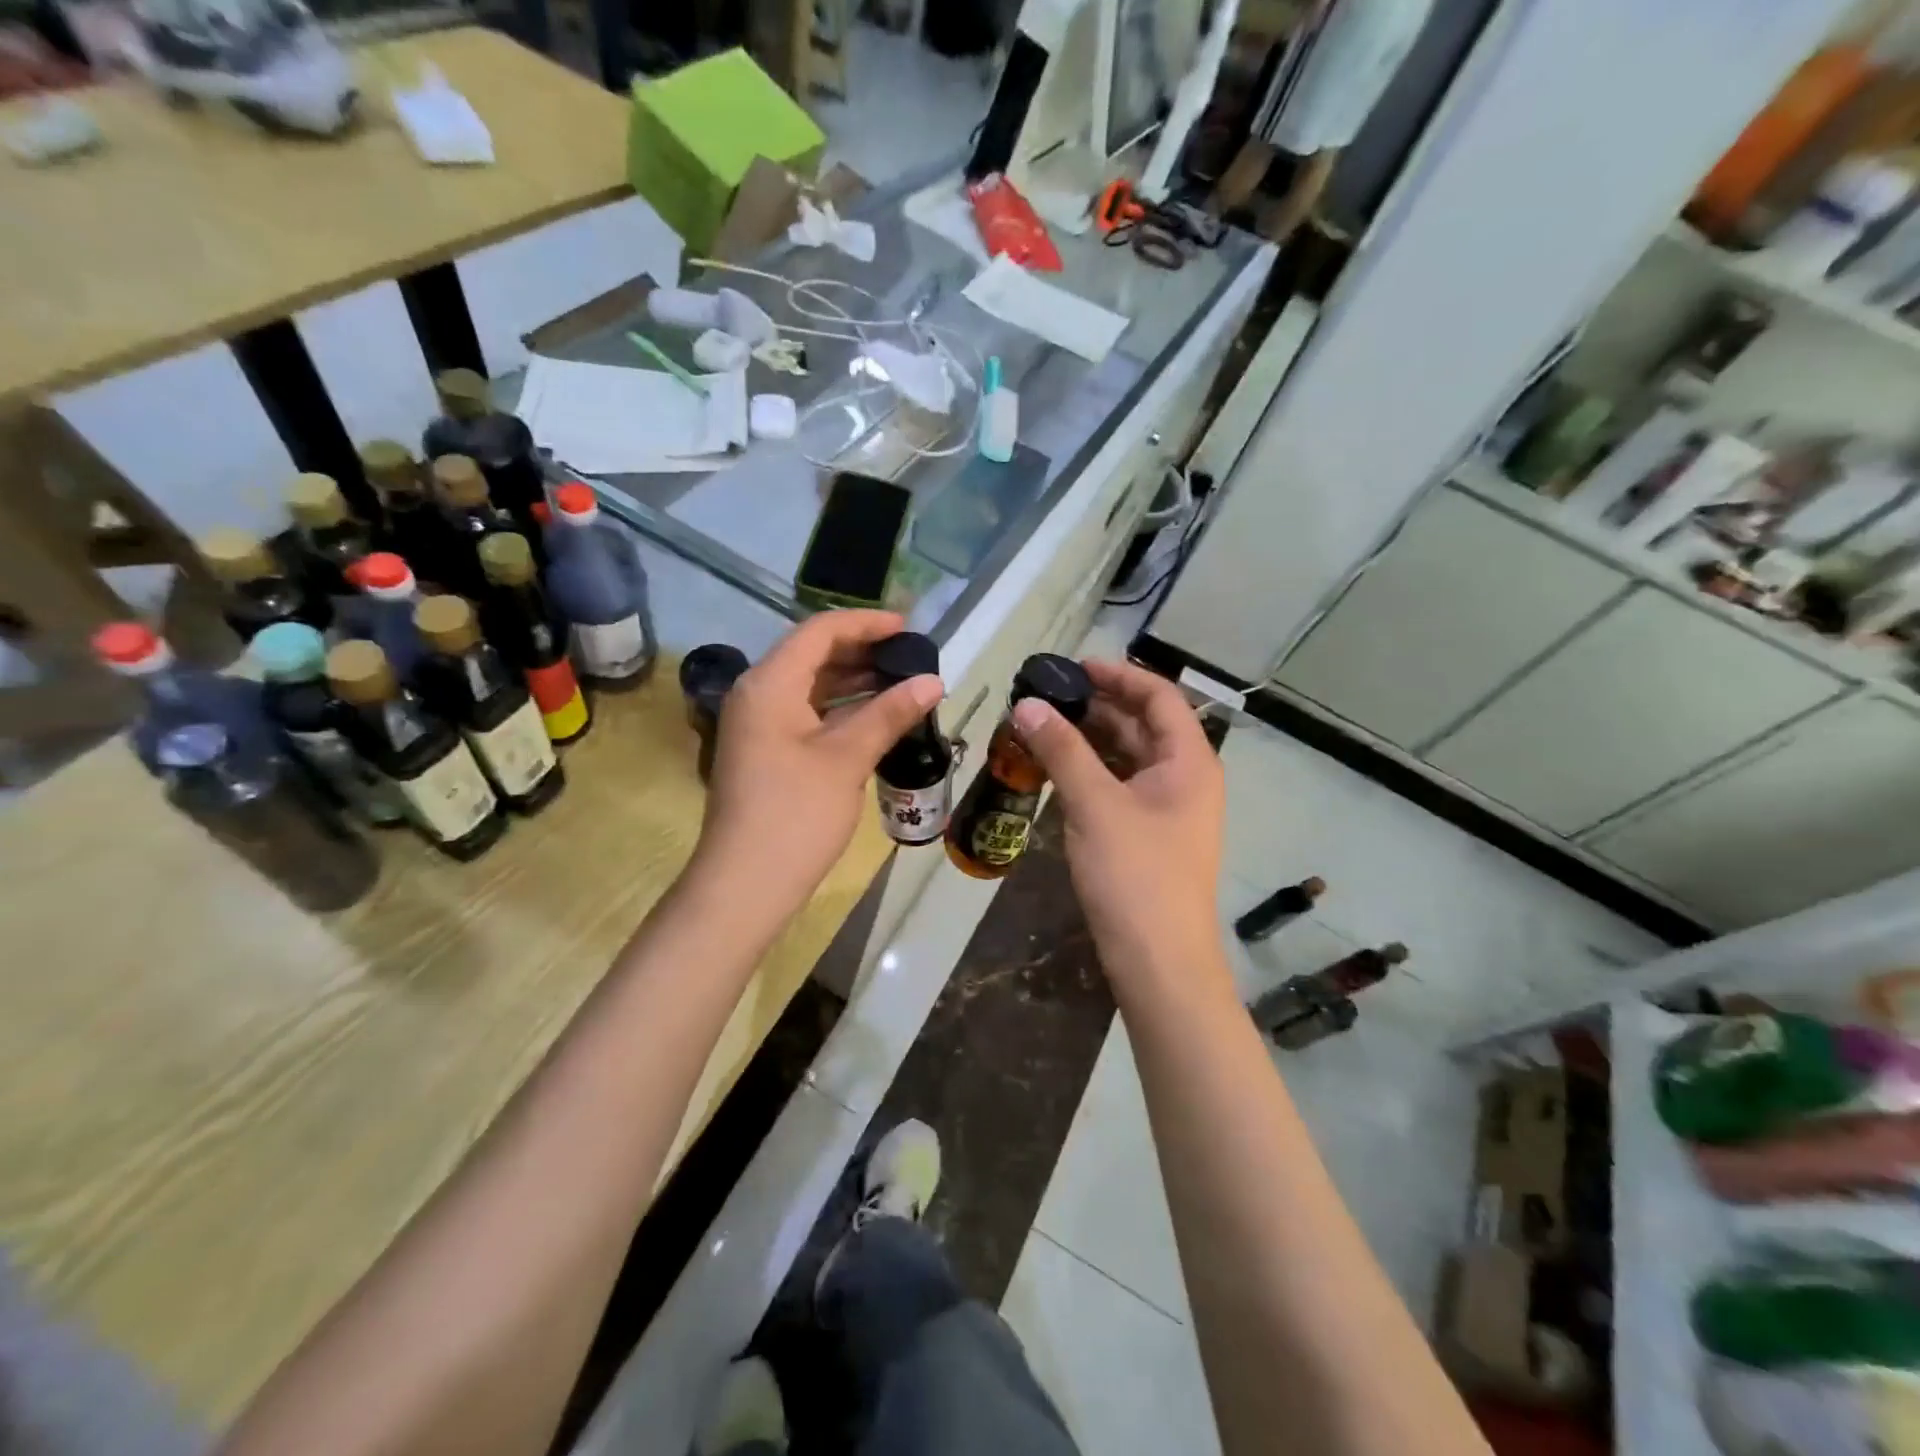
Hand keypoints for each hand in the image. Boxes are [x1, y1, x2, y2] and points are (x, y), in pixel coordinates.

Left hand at [694, 610, 943, 917]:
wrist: (745, 885)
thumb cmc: (795, 815)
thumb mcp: (847, 759)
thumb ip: (889, 713)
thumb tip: (933, 681)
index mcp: (769, 684)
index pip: (820, 631)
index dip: (866, 623)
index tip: (909, 628)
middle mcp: (758, 693)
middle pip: (813, 654)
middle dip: (862, 650)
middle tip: (911, 656)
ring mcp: (758, 724)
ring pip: (811, 685)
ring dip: (854, 680)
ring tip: (902, 682)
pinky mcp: (766, 751)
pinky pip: (807, 713)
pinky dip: (841, 709)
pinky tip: (876, 717)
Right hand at [1011, 659, 1228, 996]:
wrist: (1159, 961)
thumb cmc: (1135, 875)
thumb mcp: (1095, 804)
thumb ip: (1062, 750)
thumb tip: (1028, 704)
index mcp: (1189, 761)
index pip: (1158, 696)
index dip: (1118, 675)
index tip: (1072, 666)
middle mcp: (1185, 777)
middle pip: (1143, 724)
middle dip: (1097, 706)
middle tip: (1047, 695)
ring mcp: (1168, 808)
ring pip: (1129, 757)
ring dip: (1090, 738)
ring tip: (1043, 725)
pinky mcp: (1149, 834)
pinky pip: (1121, 786)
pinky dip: (1091, 771)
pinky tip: (1057, 768)